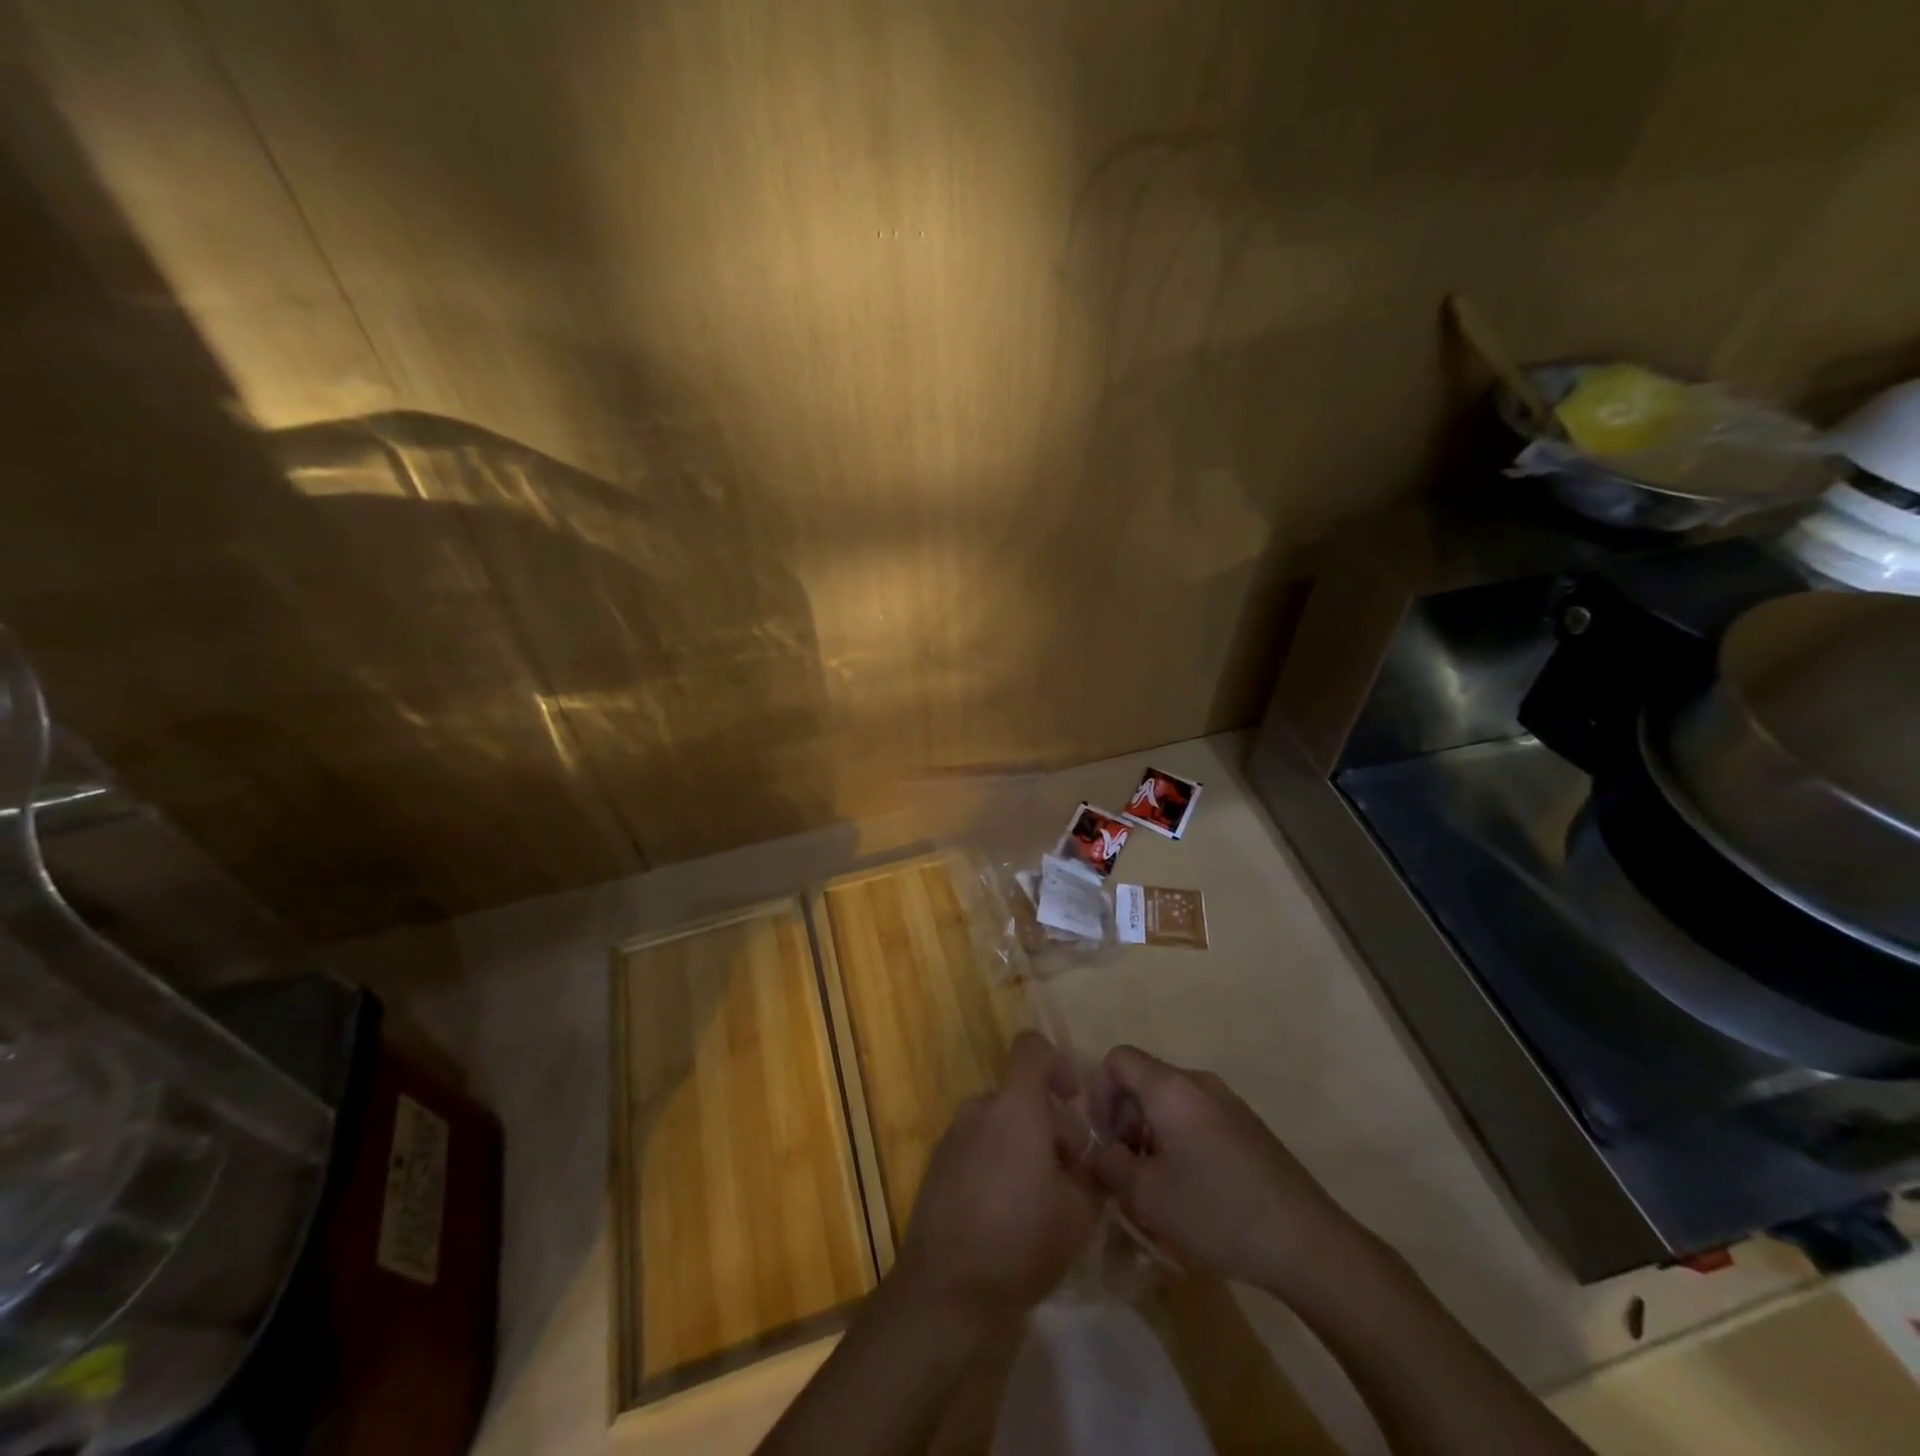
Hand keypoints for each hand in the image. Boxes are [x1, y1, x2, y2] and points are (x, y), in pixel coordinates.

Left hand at [892, 1032, 1099, 1323]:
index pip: (1031, 1048)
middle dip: (1049, 1124)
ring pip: (998, 1123)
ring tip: (1041, 1199)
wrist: (947, 1289)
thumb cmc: (1021, 1240)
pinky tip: (1007, 1214)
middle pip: (1020, 1095)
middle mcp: (980, 1109)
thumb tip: (1088, 1164)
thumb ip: (1091, 1176)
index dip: (1057, 1063)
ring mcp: (953, 1137)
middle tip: (1071, 1175)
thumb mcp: (1079, 1213)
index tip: (1074, 1100)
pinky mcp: (937, 1167)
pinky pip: (976, 1148)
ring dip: (1023, 1146)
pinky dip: (996, 1163)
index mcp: (1015, 1106)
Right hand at [1086, 1045, 1370, 1298]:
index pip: (1118, 1059)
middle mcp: (1199, 1082)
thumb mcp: (1148, 1197)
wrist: (1307, 1242)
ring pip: (1171, 1100)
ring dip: (1150, 1130)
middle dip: (1124, 1116)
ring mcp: (1228, 1101)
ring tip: (1154, 1181)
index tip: (1102, 1138)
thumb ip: (1111, 1166)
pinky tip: (1190, 1187)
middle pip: (1144, 1078)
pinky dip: (1178, 1137)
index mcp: (1171, 1088)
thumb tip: (1101, 1152)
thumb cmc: (1218, 1212)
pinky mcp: (1248, 1126)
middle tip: (1123, 1164)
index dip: (1098, 1092)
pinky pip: (1197, 1115)